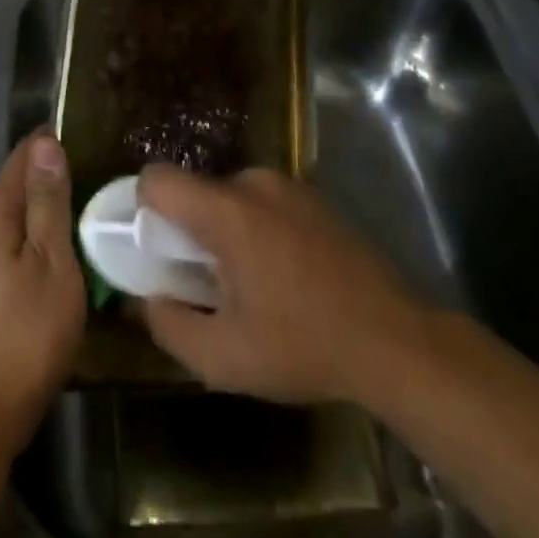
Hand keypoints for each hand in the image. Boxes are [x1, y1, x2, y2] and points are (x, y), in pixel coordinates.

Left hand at [0, 130, 84, 458]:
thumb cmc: (27, 333)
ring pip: (24, 211)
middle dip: (58, 170)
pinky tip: (74, 243)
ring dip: (55, 203)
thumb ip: (48, 201)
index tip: (96, 137)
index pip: (25, 154)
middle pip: (22, 180)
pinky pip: (22, 237)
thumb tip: (46, 142)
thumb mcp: (50, 261)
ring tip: (99, 200)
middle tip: (107, 169)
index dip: (57, 141)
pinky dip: (47, 231)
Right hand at [138, 166, 427, 406]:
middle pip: (195, 191)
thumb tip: (147, 300)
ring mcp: (289, 186)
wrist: (395, 342)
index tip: (155, 251)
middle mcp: (254, 184)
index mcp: (227, 213)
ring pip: (229, 197)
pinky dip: (256, 228)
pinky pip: (262, 202)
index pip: (157, 179)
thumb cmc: (304, 347)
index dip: (142, 209)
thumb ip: (169, 326)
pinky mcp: (314, 197)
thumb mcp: (224, 358)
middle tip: (205, 282)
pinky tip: (283, 275)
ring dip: (224, 231)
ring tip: (250, 284)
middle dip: (188, 230)